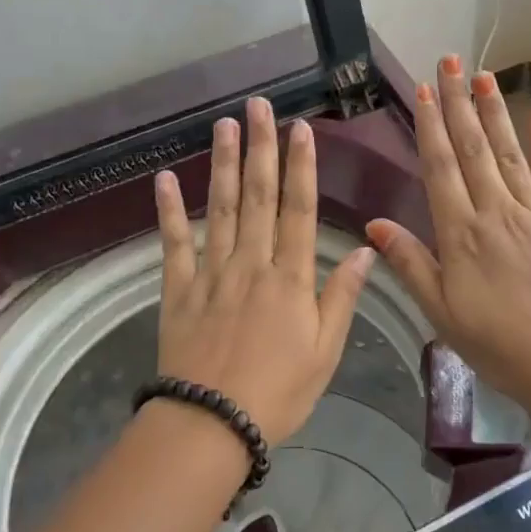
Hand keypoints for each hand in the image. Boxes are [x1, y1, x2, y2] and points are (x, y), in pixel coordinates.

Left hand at [153, 96, 374, 447]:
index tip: (299, 129)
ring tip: (223, 126)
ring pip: (220, 208)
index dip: (301, 166)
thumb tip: (366, 250)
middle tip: (258, 106)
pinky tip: (164, 179)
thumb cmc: (278, 392)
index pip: (299, 210)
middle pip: (258, 196)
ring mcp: (212, 273)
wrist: (212, 425)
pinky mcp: (179, 289)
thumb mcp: (325, 351)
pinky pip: (174, 244)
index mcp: (290, 277)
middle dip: (260, 148)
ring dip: (222, 164)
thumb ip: (342, 296)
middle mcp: (252, 263)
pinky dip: (169, 211)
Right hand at [366, 56, 530, 413]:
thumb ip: (409, 263)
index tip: (424, 89)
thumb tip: (375, 224)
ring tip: (484, 75)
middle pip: (473, 146)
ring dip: (494, 111)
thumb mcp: (442, 312)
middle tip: (450, 62)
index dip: (430, 124)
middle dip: (459, 101)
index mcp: (460, 232)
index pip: (440, 166)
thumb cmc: (500, 344)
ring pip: (509, 151)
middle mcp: (496, 209)